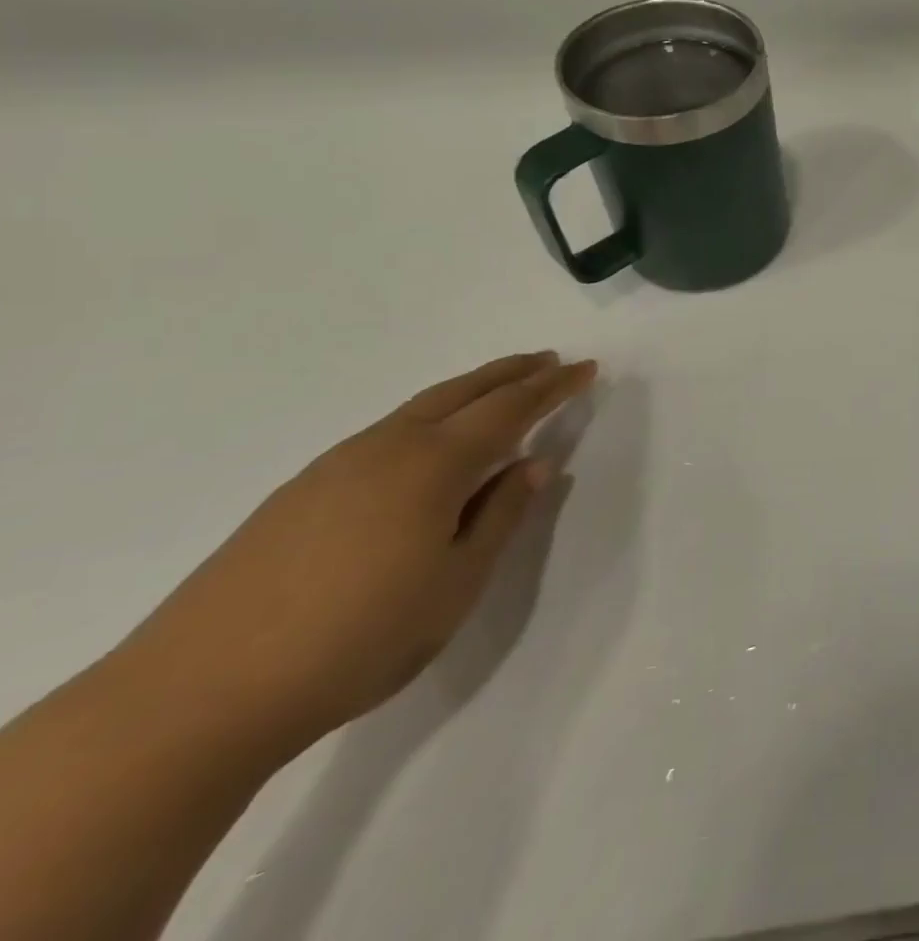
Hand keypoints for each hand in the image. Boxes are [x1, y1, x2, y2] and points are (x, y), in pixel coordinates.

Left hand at [121, 351, 597, 755]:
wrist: (194, 698)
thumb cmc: (356, 639)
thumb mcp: (456, 583)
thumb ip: (502, 515)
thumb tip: (535, 464)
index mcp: (434, 465)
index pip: (511, 408)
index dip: (553, 386)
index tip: (587, 368)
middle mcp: (387, 448)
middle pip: (463, 392)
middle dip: (512, 372)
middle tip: (550, 359)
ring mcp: (335, 467)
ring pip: (420, 408)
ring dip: (469, 391)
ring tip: (499, 390)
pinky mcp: (299, 493)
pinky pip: (386, 432)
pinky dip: (428, 417)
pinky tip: (427, 444)